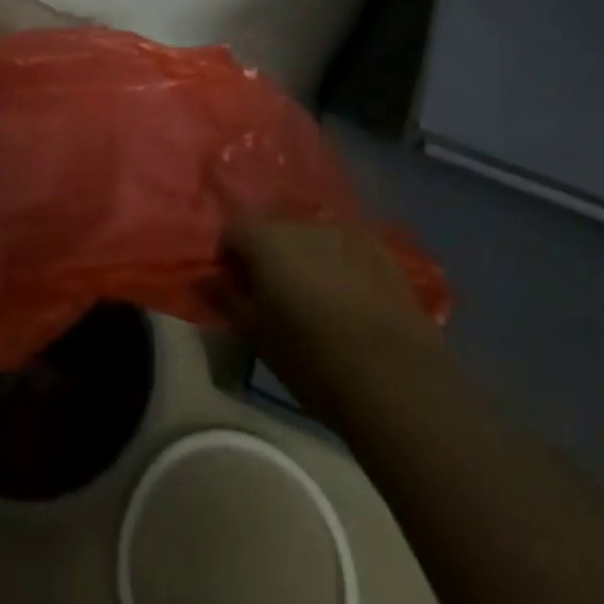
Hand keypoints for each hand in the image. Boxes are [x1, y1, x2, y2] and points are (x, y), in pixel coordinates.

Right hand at [218, 218, 447, 420]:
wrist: (396, 380)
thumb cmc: (312, 358)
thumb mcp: (256, 336)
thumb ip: (226, 300)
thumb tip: (207, 279)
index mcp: (266, 238)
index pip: (232, 231)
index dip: (229, 260)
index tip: (237, 293)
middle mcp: (303, 224)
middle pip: (273, 231)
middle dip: (268, 258)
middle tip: (274, 300)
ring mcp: (347, 234)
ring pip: (312, 240)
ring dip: (305, 261)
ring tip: (315, 303)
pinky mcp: (383, 253)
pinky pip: (348, 252)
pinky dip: (341, 268)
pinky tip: (351, 305)